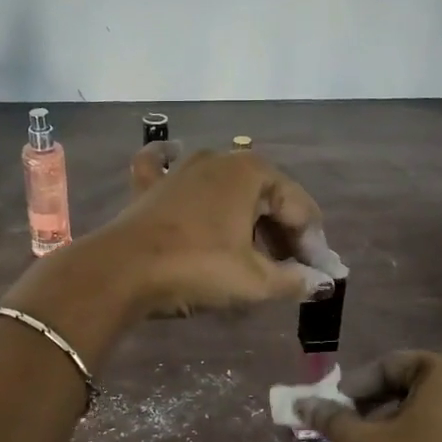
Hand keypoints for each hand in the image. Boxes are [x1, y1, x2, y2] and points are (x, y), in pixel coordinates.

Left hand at [96, 144, 345, 317]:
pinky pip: (169, 170)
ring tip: (255, 253)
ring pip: (226, 189)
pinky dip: (177, 169)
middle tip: (289, 270)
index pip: (299, 207)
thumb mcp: (253, 280)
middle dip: (281, 233)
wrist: (120, 271)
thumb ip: (293, 280)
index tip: (317, 276)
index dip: (313, 244)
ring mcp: (180, 167)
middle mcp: (218, 158)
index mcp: (251, 171)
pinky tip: (176, 162)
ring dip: (246, 217)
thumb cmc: (196, 267)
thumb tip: (321, 283)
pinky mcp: (149, 185)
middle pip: (265, 197)